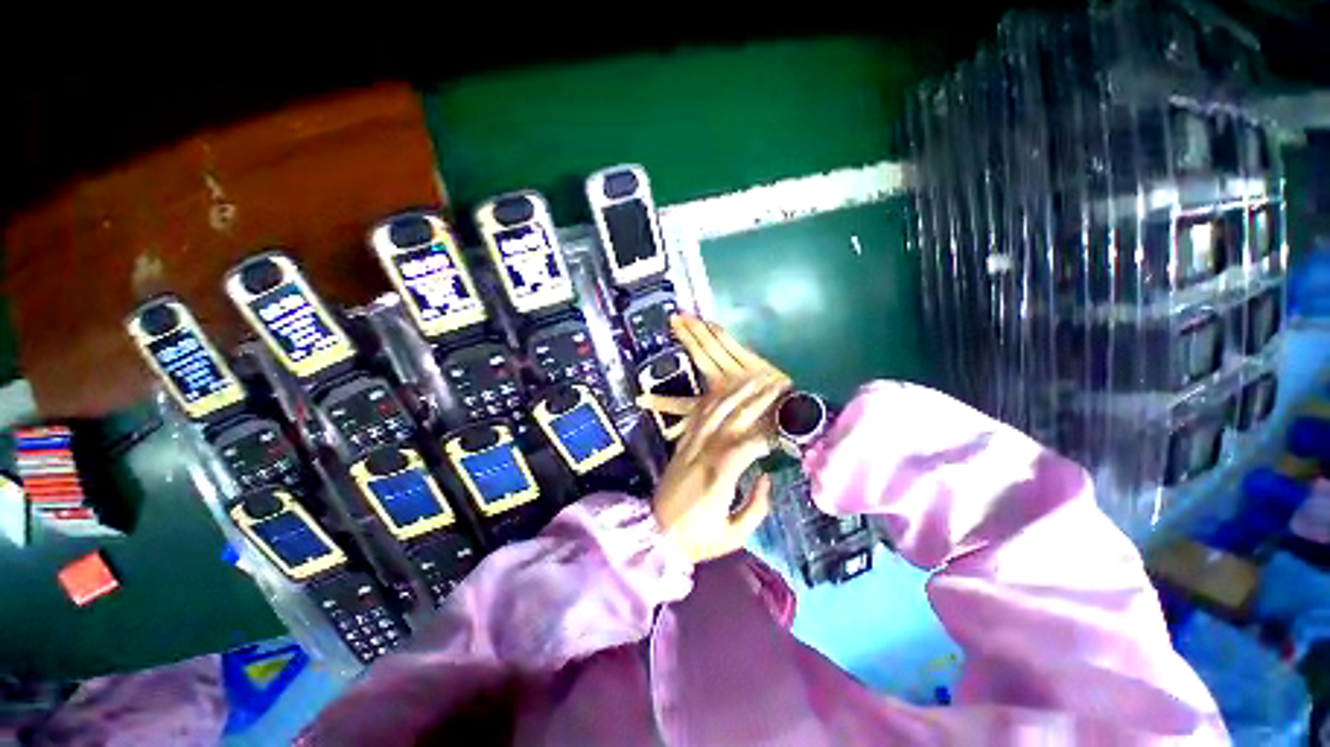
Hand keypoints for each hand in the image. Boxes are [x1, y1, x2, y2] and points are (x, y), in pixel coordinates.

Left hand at [638, 316, 791, 563]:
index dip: (768, 433)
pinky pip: (695, 417)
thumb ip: (757, 506)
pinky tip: (724, 390)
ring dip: (735, 393)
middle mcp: (703, 455)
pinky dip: (711, 401)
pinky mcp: (680, 445)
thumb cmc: (697, 540)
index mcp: (718, 478)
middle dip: (757, 399)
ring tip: (754, 378)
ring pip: (713, 412)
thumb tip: (766, 477)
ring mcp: (689, 446)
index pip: (747, 445)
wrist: (654, 535)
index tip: (785, 428)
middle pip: (732, 419)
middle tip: (777, 385)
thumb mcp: (734, 535)